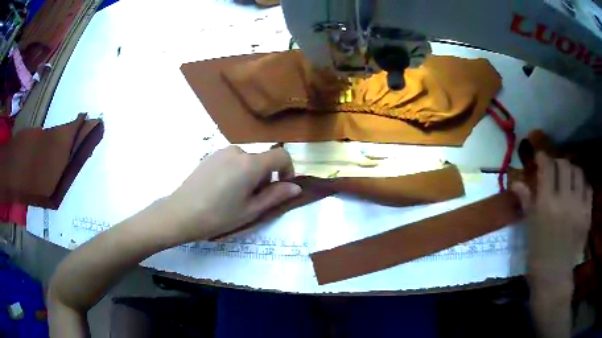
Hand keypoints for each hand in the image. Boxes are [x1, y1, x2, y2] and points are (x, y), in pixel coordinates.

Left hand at [161, 146, 301, 243]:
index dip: (288, 170)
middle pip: (262, 160)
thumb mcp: (251, 210)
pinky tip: (221, 190)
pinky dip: (236, 172)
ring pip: (247, 161)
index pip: (281, 156)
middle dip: (265, 178)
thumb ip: (275, 196)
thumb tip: (296, 187)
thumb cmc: (218, 216)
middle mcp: (238, 151)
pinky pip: (232, 160)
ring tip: (235, 197)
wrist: (180, 213)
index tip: (282, 187)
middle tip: (253, 201)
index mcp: (251, 164)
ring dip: (250, 175)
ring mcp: (221, 152)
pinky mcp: (210, 156)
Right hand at [511, 152, 592, 280]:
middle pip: (564, 164)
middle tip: (556, 170)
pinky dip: (583, 187)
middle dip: (558, 163)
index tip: (541, 156)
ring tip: (569, 181)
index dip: (543, 157)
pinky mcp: (587, 214)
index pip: (546, 167)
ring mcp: (578, 206)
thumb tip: (516, 182)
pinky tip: (579, 194)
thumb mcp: (530, 229)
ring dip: (572, 172)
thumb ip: (526, 202)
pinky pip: (588, 189)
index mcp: (546, 203)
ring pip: (578, 172)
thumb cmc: (538, 254)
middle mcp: (564, 199)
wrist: (554, 277)